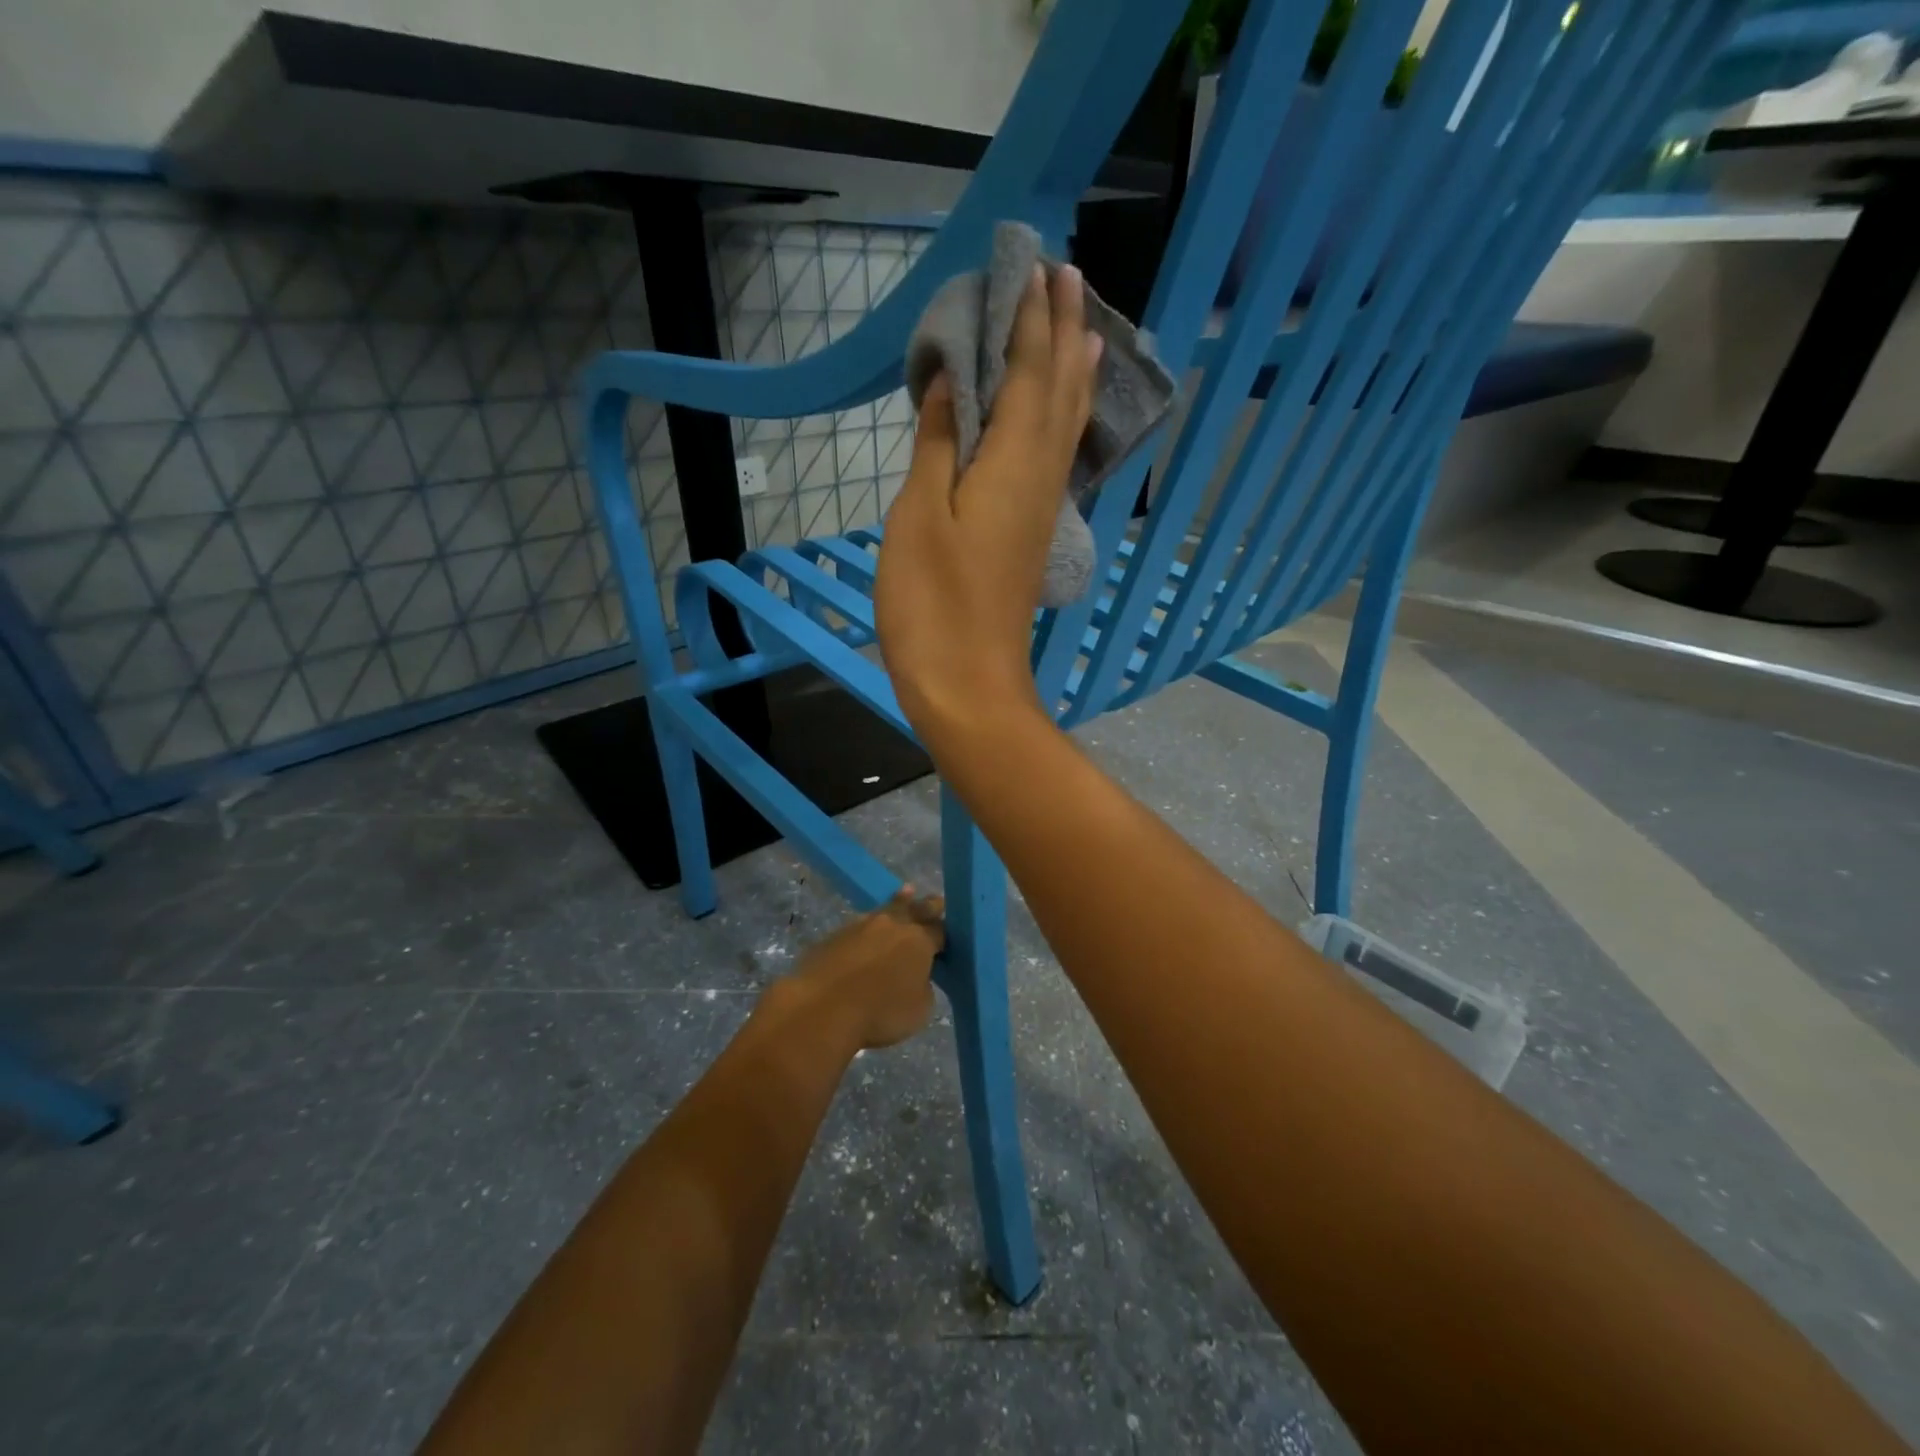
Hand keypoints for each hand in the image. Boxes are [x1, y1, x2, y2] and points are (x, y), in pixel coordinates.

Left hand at [782, 890, 944, 1050]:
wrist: (822, 1008)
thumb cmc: (880, 1012)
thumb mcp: (920, 1009)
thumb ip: (923, 987)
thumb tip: (914, 977)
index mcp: (919, 940)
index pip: (940, 930)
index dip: (946, 934)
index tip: (949, 935)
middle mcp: (892, 925)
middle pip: (914, 909)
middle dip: (926, 906)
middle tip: (935, 900)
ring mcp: (860, 926)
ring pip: (884, 911)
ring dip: (896, 905)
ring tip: (905, 894)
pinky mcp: (833, 936)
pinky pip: (858, 927)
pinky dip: (868, 929)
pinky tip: (868, 934)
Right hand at [874, 264, 1102, 753]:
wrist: (969, 684)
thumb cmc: (933, 604)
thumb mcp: (920, 517)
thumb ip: (939, 444)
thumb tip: (955, 381)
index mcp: (1014, 464)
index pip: (1031, 372)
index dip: (1033, 319)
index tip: (1035, 265)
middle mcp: (1041, 478)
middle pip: (1061, 392)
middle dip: (1064, 332)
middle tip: (1066, 277)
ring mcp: (1042, 509)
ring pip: (1067, 425)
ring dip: (1073, 373)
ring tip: (1083, 330)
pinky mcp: (1033, 535)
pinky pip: (1056, 457)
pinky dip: (1063, 420)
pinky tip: (1061, 417)